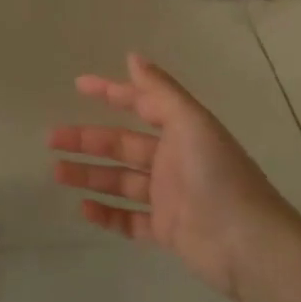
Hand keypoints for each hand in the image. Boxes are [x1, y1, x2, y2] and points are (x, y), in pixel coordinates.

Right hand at [50, 53, 294, 296]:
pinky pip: (129, 220)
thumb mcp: (191, 123)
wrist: (248, 245)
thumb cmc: (218, 176)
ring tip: (57, 173)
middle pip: (122, 145)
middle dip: (87, 139)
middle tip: (52, 139)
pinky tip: (84, 209)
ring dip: (89, 175)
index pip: (140, 105)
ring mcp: (169, 198)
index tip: (77, 85)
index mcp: (182, 132)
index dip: (111, 92)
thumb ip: (160, 91)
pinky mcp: (167, 231)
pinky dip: (107, 214)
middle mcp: (173, 161)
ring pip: (120, 182)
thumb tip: (132, 57)